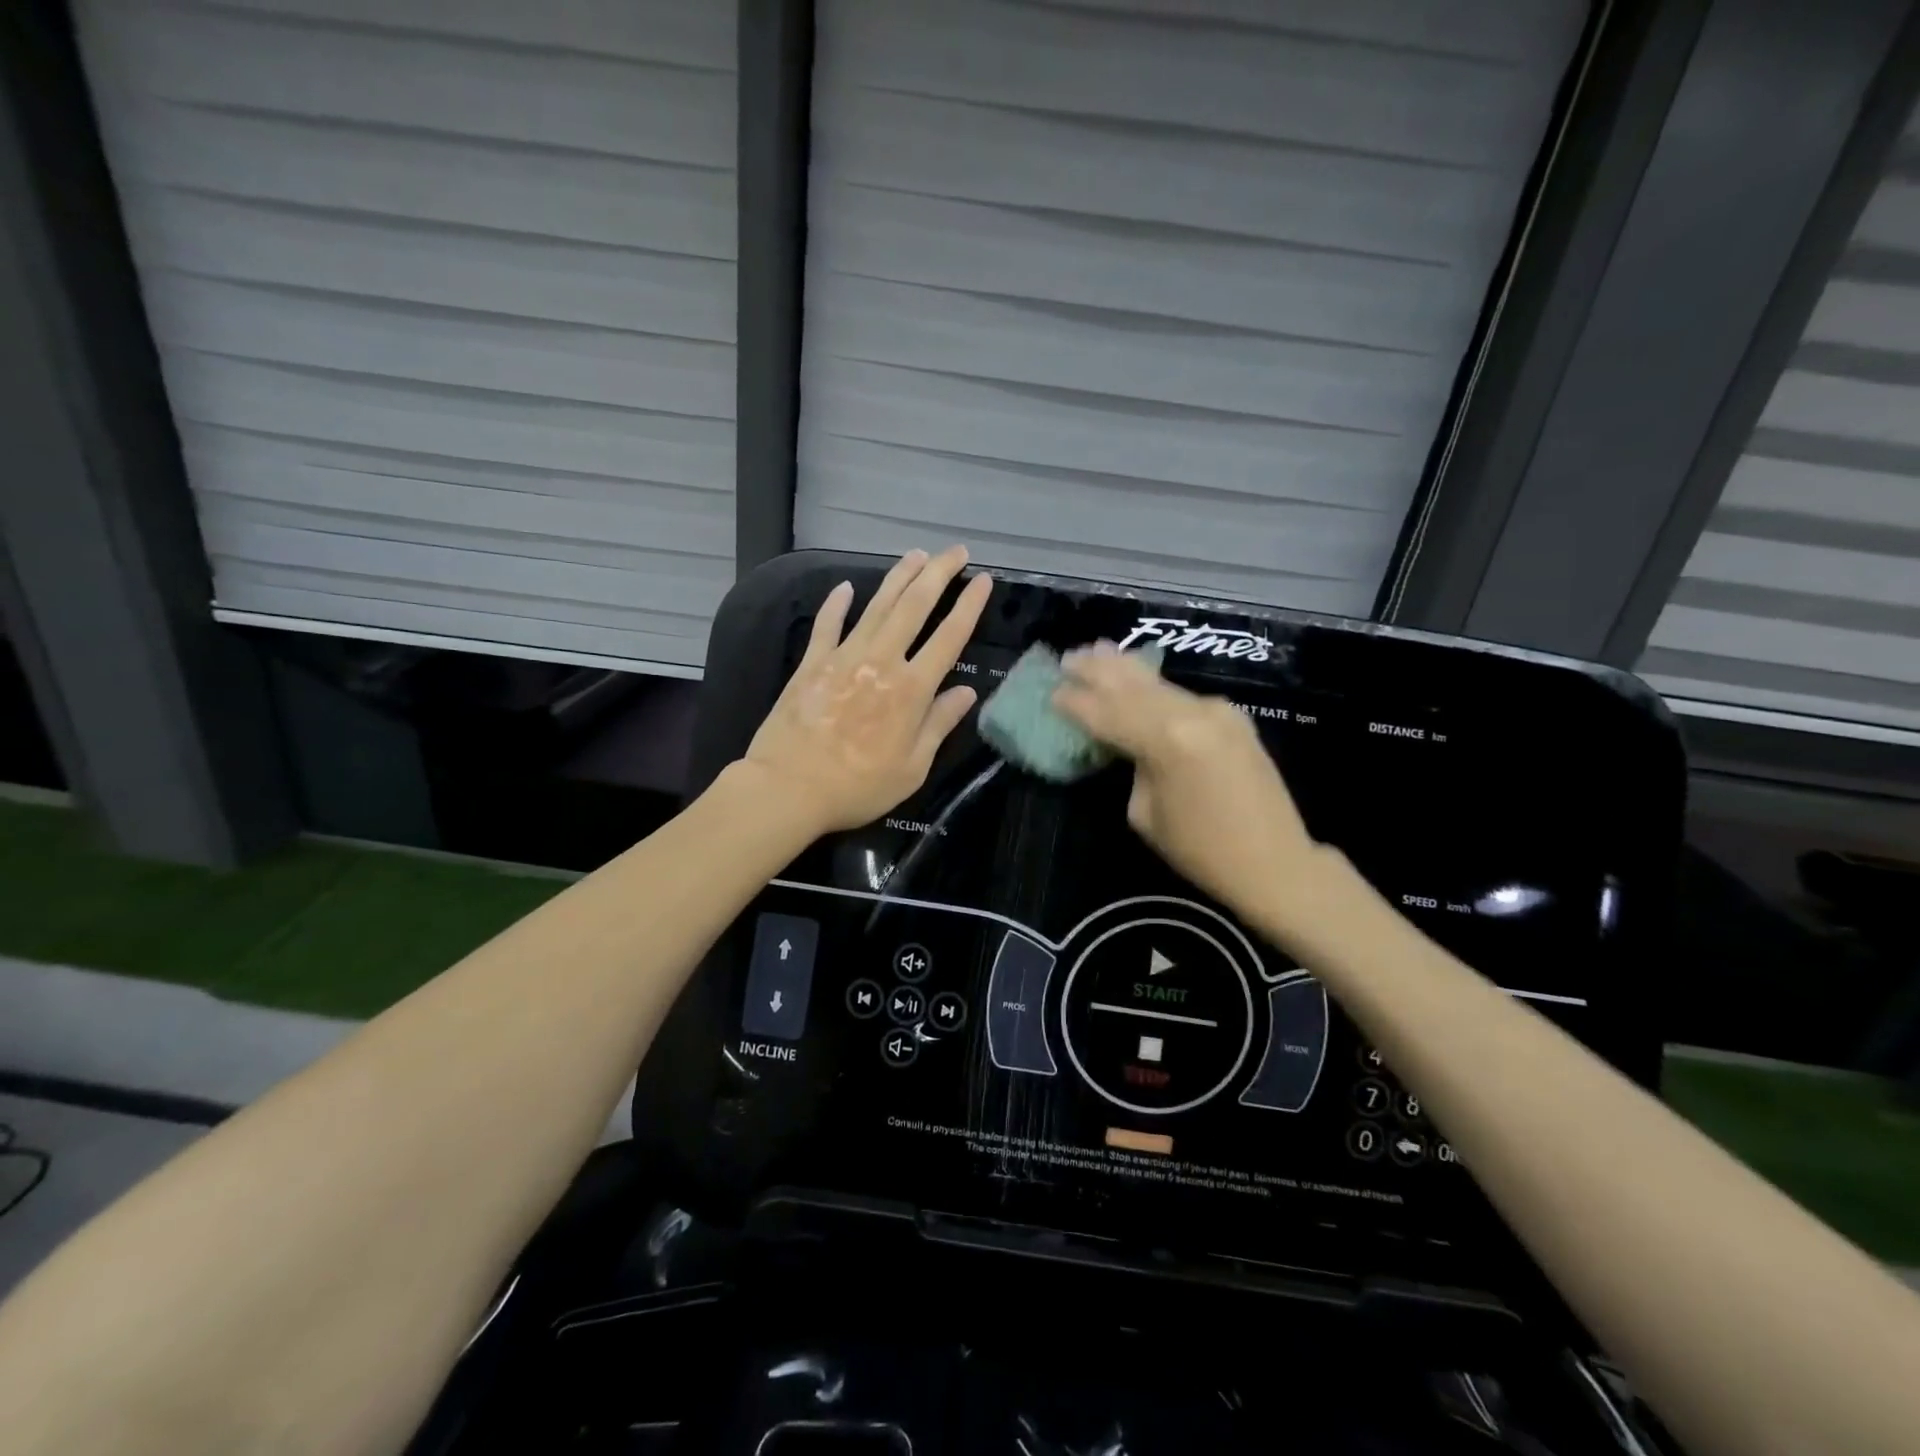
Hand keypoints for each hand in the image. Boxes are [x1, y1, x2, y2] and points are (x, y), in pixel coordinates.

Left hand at [742, 547, 992, 833]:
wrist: (789, 788)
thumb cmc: (858, 786)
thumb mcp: (912, 767)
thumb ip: (939, 724)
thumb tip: (966, 692)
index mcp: (911, 689)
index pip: (949, 637)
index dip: (969, 606)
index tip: (983, 580)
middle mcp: (882, 662)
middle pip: (914, 607)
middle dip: (938, 574)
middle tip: (955, 551)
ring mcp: (844, 657)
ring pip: (877, 606)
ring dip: (899, 577)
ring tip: (916, 554)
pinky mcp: (812, 663)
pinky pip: (827, 624)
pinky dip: (837, 604)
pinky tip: (846, 587)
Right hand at [1052, 644, 1315, 919]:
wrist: (1275, 861)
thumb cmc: (1200, 849)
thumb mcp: (1145, 812)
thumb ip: (1133, 766)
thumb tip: (1129, 744)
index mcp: (1166, 741)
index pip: (1107, 713)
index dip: (1076, 703)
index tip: (1051, 692)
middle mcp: (1192, 714)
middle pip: (1133, 685)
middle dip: (1097, 671)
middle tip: (1068, 658)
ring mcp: (1217, 710)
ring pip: (1159, 683)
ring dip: (1125, 668)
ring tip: (1097, 650)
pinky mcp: (1232, 717)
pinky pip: (1182, 696)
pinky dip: (1153, 686)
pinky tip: (1137, 677)